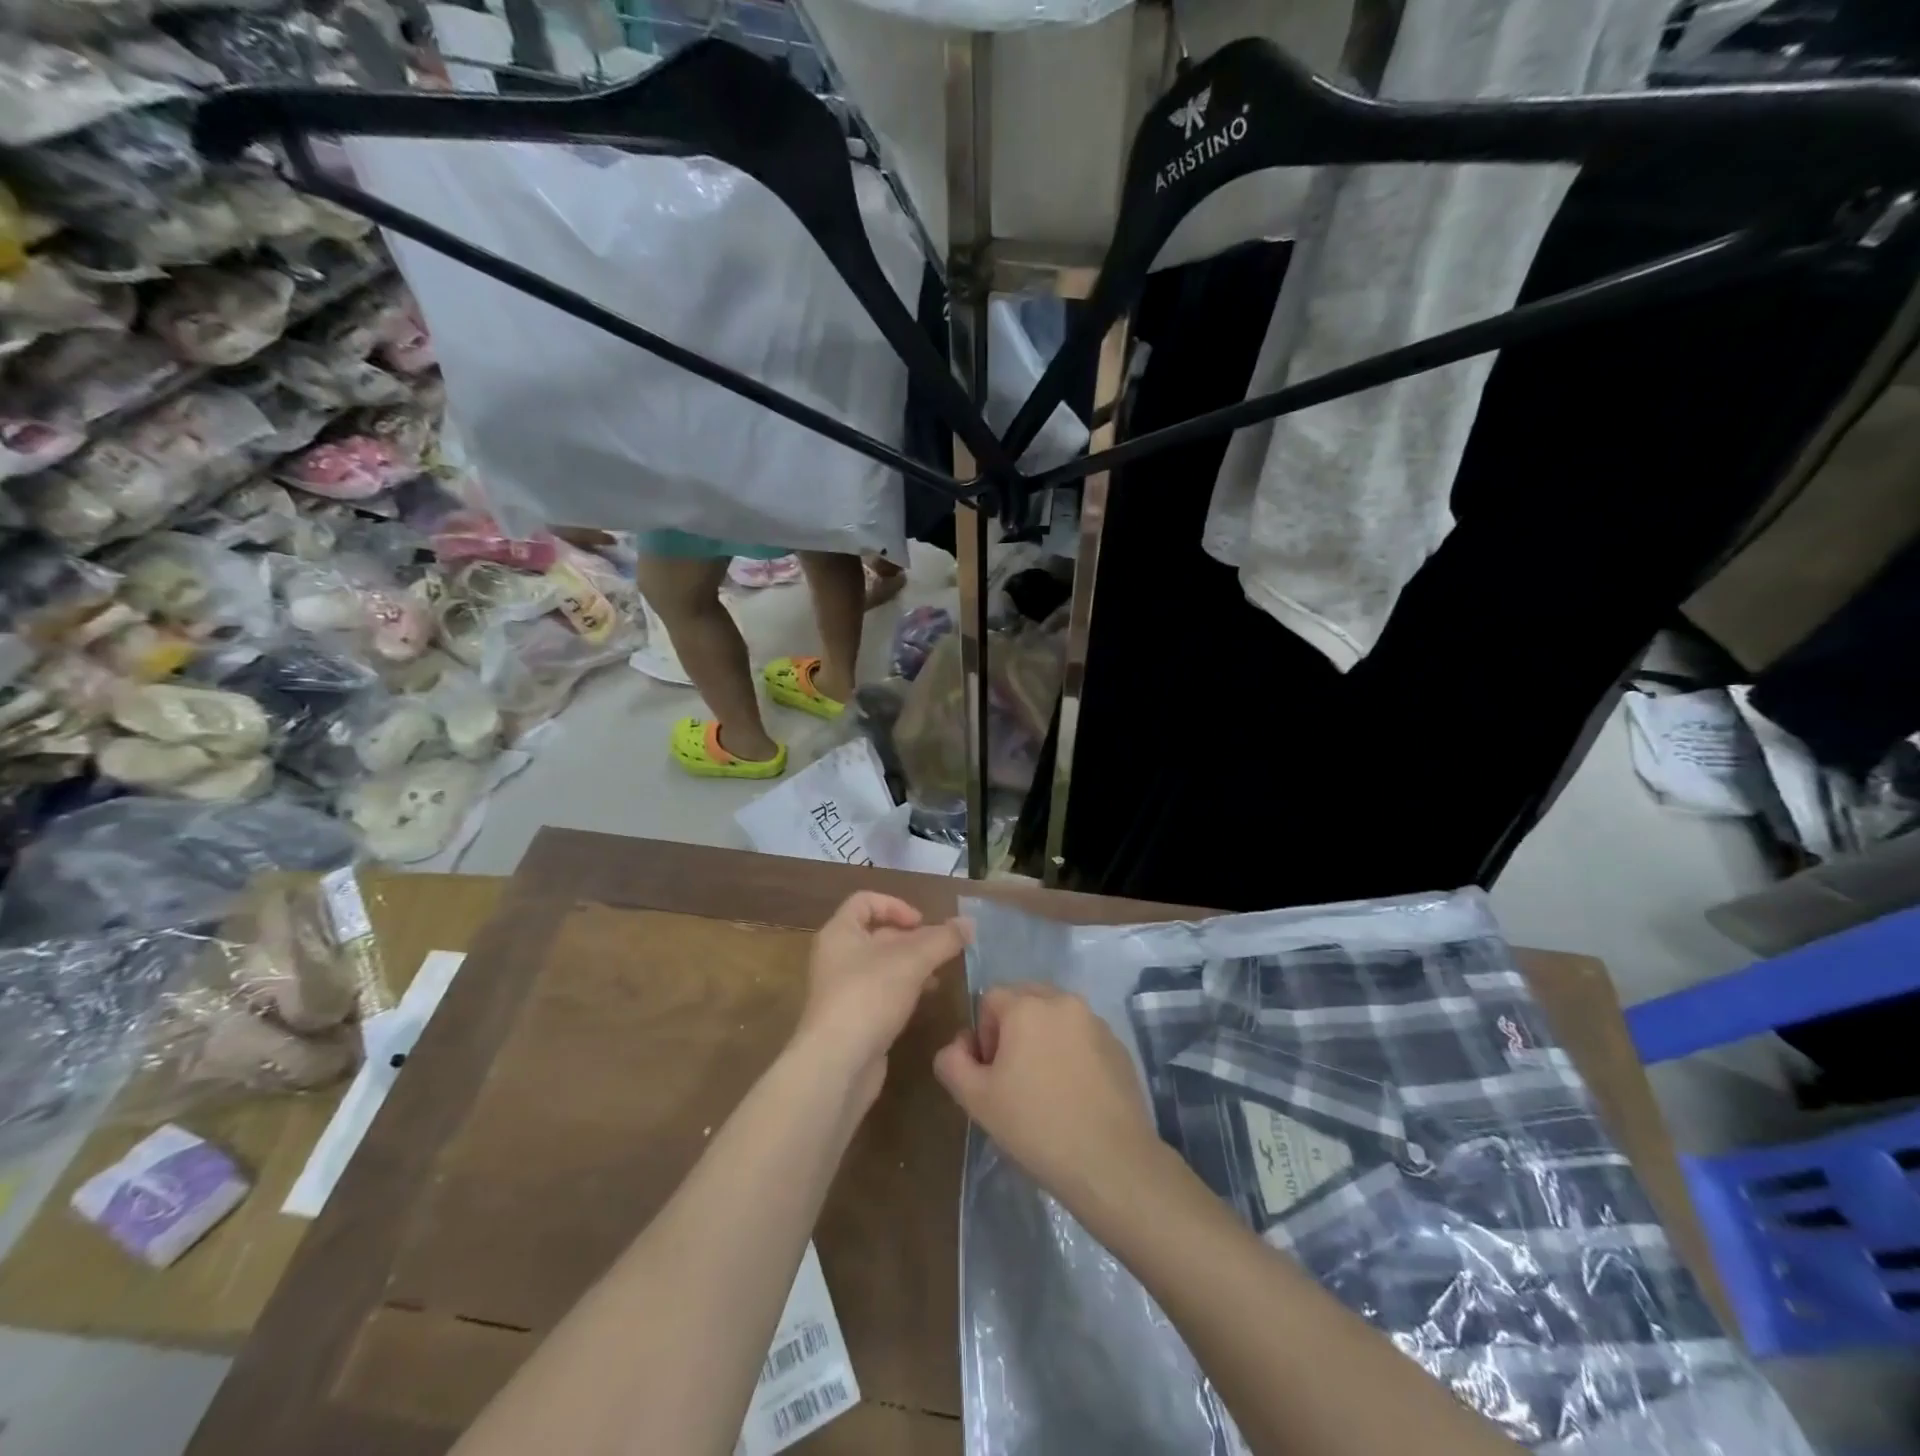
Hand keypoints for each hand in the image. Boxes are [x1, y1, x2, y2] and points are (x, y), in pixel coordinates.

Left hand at [795, 892, 969, 1105]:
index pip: (865, 901)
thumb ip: (943, 939)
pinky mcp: (852, 1019)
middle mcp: (836, 956)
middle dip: (911, 939)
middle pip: (877, 934)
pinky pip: (880, 993)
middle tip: (941, 950)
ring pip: (882, 966)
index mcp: (840, 932)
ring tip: (939, 976)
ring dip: (911, 966)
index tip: (923, 923)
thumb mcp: (912, 960)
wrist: (837, 1064)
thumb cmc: (869, 996)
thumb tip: (969, 923)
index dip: (896, 905)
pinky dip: (903, 990)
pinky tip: (924, 1001)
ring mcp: (842, 990)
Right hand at [933, 984, 1161, 1217]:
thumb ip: (952, 1062)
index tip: (993, 1072)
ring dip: (1044, 1037)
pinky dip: (1073, 1051)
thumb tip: (959, 1045)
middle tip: (1015, 1075)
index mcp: (1027, 1006)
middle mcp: (1063, 1001)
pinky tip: (1075, 1093)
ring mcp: (1096, 1021)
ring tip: (1046, 1085)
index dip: (984, 1033)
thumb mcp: (976, 1099)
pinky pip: (1083, 1035)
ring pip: (1056, 1015)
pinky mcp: (1119, 1045)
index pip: (990, 998)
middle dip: (1013, 1028)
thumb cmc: (1036, 1127)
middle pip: (1026, 998)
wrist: (1111, 1162)